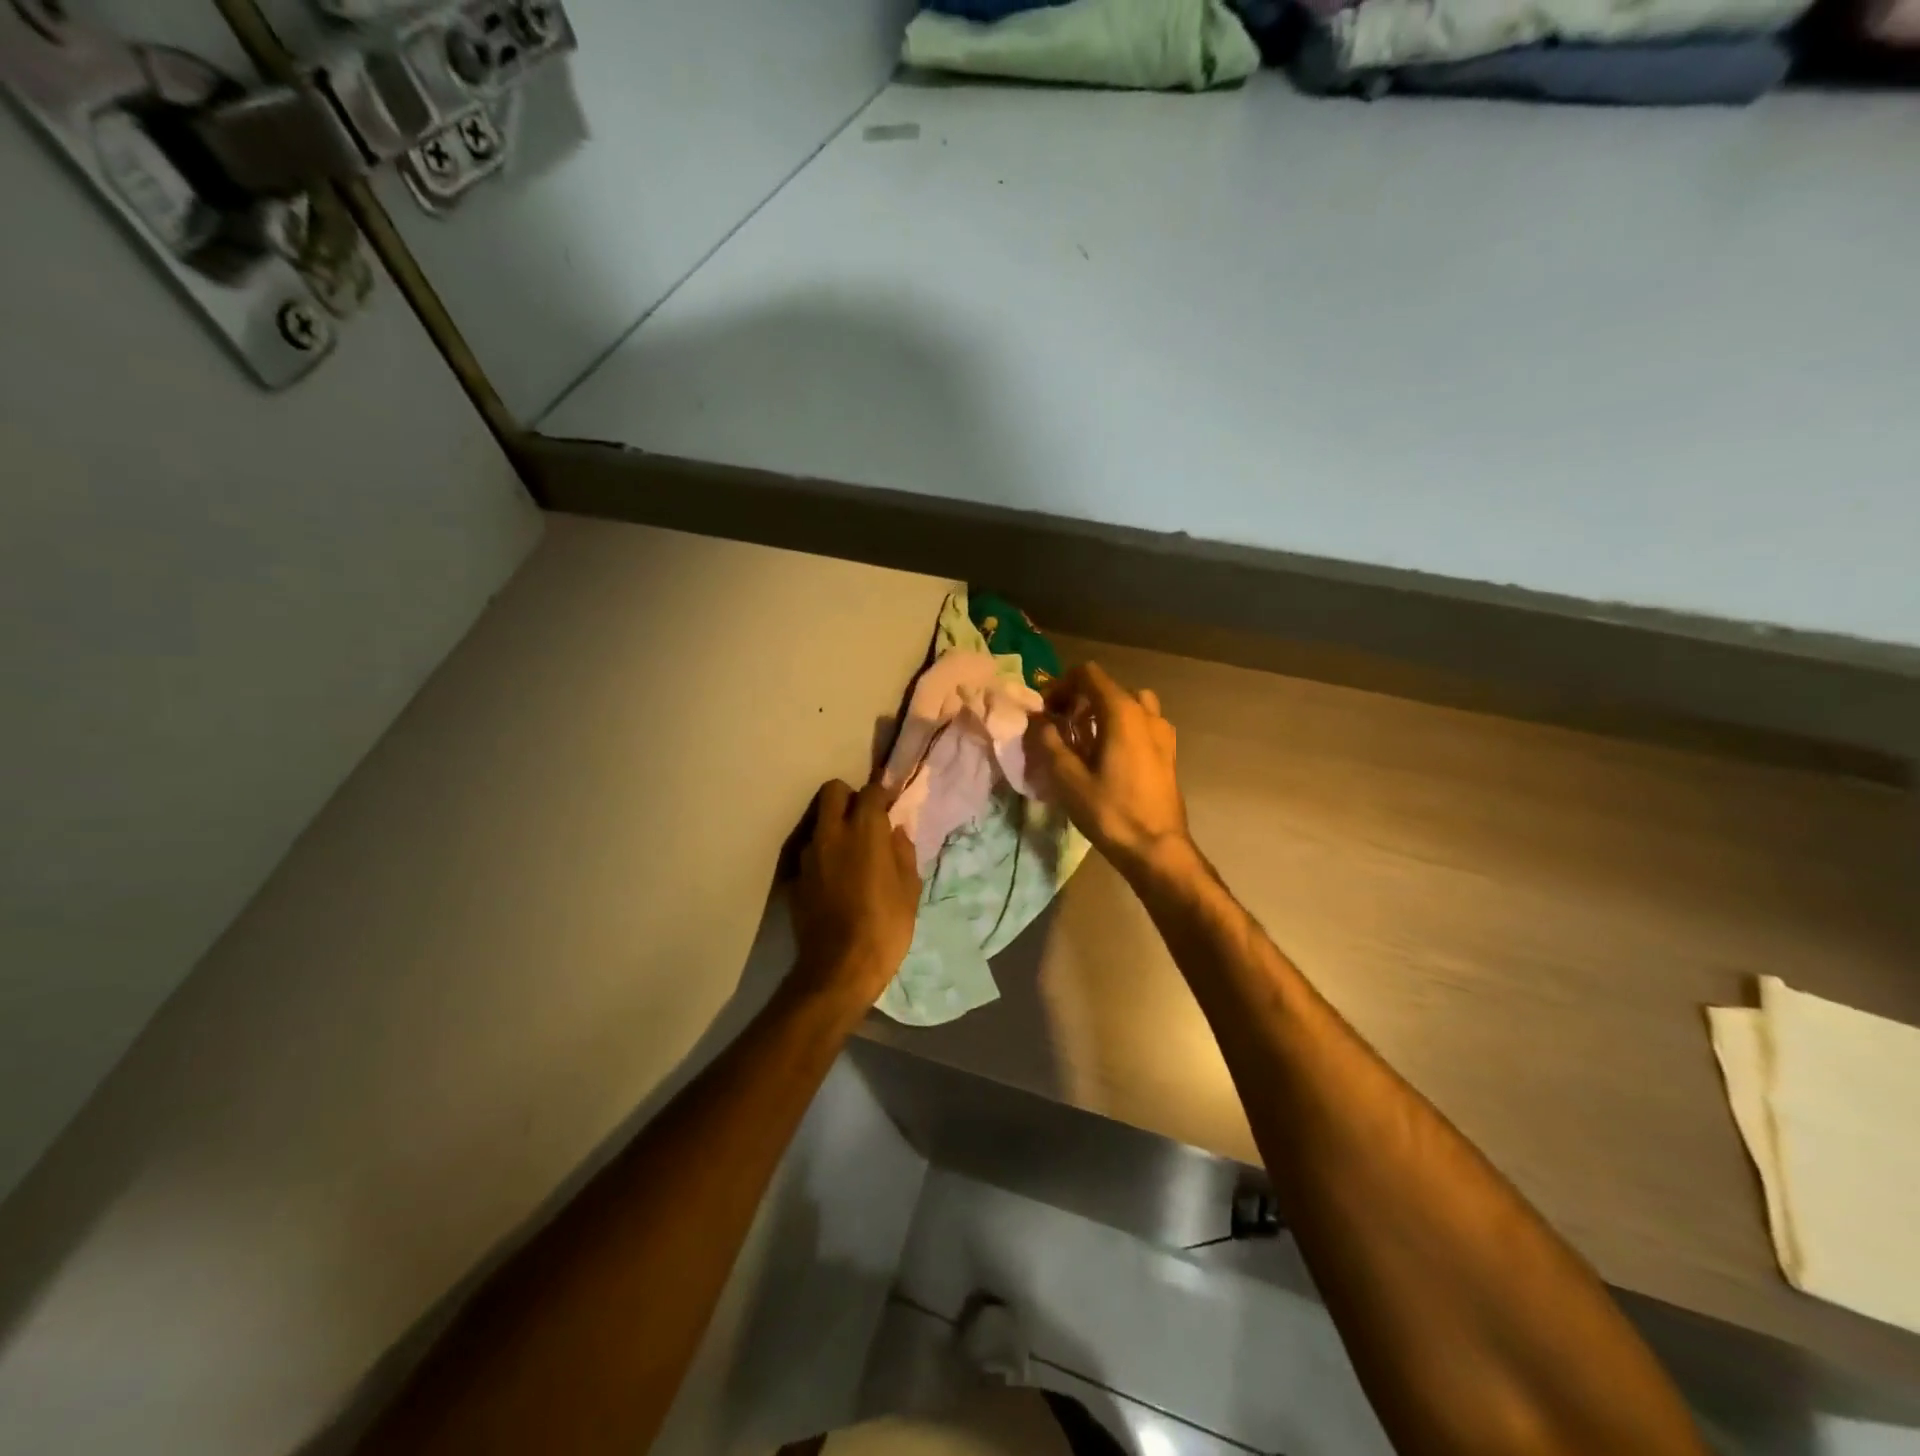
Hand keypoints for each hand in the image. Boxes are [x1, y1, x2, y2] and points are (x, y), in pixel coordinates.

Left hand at [788, 780, 920, 1011]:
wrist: (839, 968)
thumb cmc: (885, 926)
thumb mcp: (909, 889)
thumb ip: (903, 851)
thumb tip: (896, 831)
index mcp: (865, 830)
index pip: (871, 791)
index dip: (882, 795)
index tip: (890, 807)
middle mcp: (832, 833)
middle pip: (833, 791)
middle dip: (849, 798)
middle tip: (864, 820)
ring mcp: (808, 854)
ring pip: (819, 821)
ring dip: (834, 826)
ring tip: (850, 852)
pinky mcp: (795, 877)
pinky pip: (810, 852)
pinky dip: (823, 855)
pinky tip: (834, 878)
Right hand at [1024, 663, 1192, 883]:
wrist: (1157, 848)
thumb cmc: (1110, 812)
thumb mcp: (1067, 778)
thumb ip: (1049, 742)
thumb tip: (1038, 721)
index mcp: (1121, 712)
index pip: (1088, 674)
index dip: (1061, 685)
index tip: (1046, 710)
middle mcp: (1146, 712)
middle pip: (1107, 687)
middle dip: (1079, 698)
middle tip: (1059, 725)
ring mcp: (1162, 731)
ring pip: (1129, 704)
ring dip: (1104, 711)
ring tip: (1086, 738)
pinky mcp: (1168, 752)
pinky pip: (1142, 723)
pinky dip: (1122, 727)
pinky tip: (1109, 755)